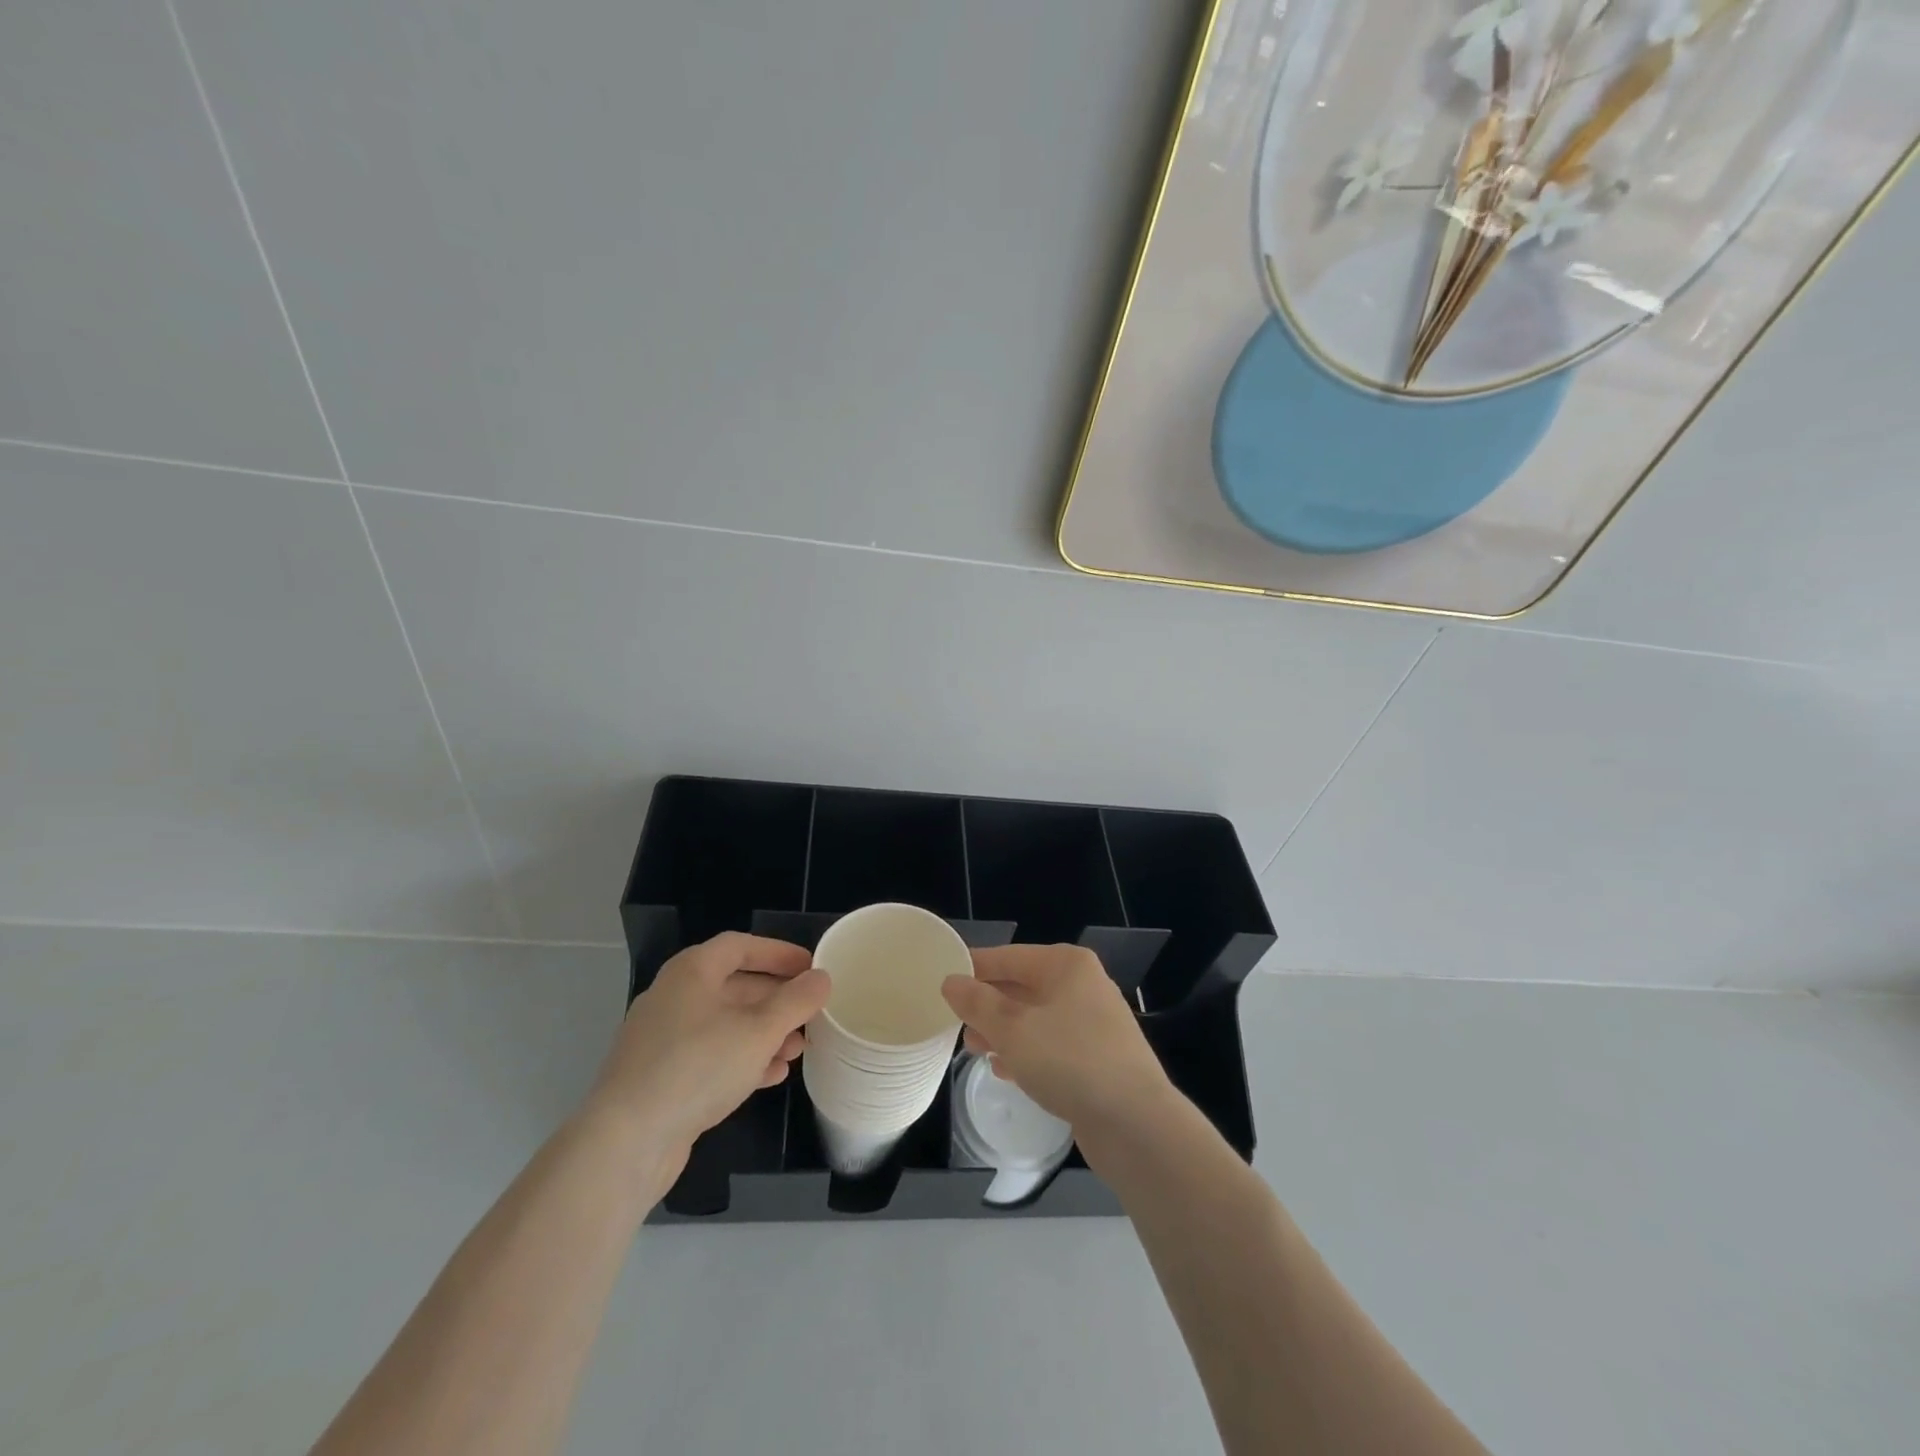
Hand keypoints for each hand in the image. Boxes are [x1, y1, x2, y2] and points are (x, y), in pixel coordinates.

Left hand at [585, 933, 829, 1186]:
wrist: (626, 1142)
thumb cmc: (698, 1067)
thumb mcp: (759, 1031)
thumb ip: (796, 1001)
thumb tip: (821, 978)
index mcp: (692, 972)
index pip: (740, 946)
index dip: (778, 953)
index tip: (811, 967)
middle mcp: (674, 997)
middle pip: (735, 986)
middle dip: (777, 1000)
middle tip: (811, 1014)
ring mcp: (664, 1039)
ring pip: (725, 1024)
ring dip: (764, 1033)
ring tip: (798, 1050)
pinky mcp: (661, 1077)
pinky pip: (710, 1056)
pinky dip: (742, 1059)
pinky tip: (771, 1076)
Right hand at [941, 945, 1174, 1139]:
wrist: (1136, 1124)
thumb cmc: (1070, 1061)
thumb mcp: (1012, 1029)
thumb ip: (977, 1003)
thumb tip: (951, 981)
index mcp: (1066, 965)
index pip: (1008, 956)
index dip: (974, 968)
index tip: (941, 982)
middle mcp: (1083, 985)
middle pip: (1022, 987)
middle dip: (988, 1005)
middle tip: (955, 1023)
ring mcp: (1094, 1022)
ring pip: (1035, 1018)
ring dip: (1003, 1031)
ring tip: (974, 1048)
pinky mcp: (1098, 1058)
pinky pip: (1051, 1045)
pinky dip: (1027, 1052)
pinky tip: (1005, 1071)